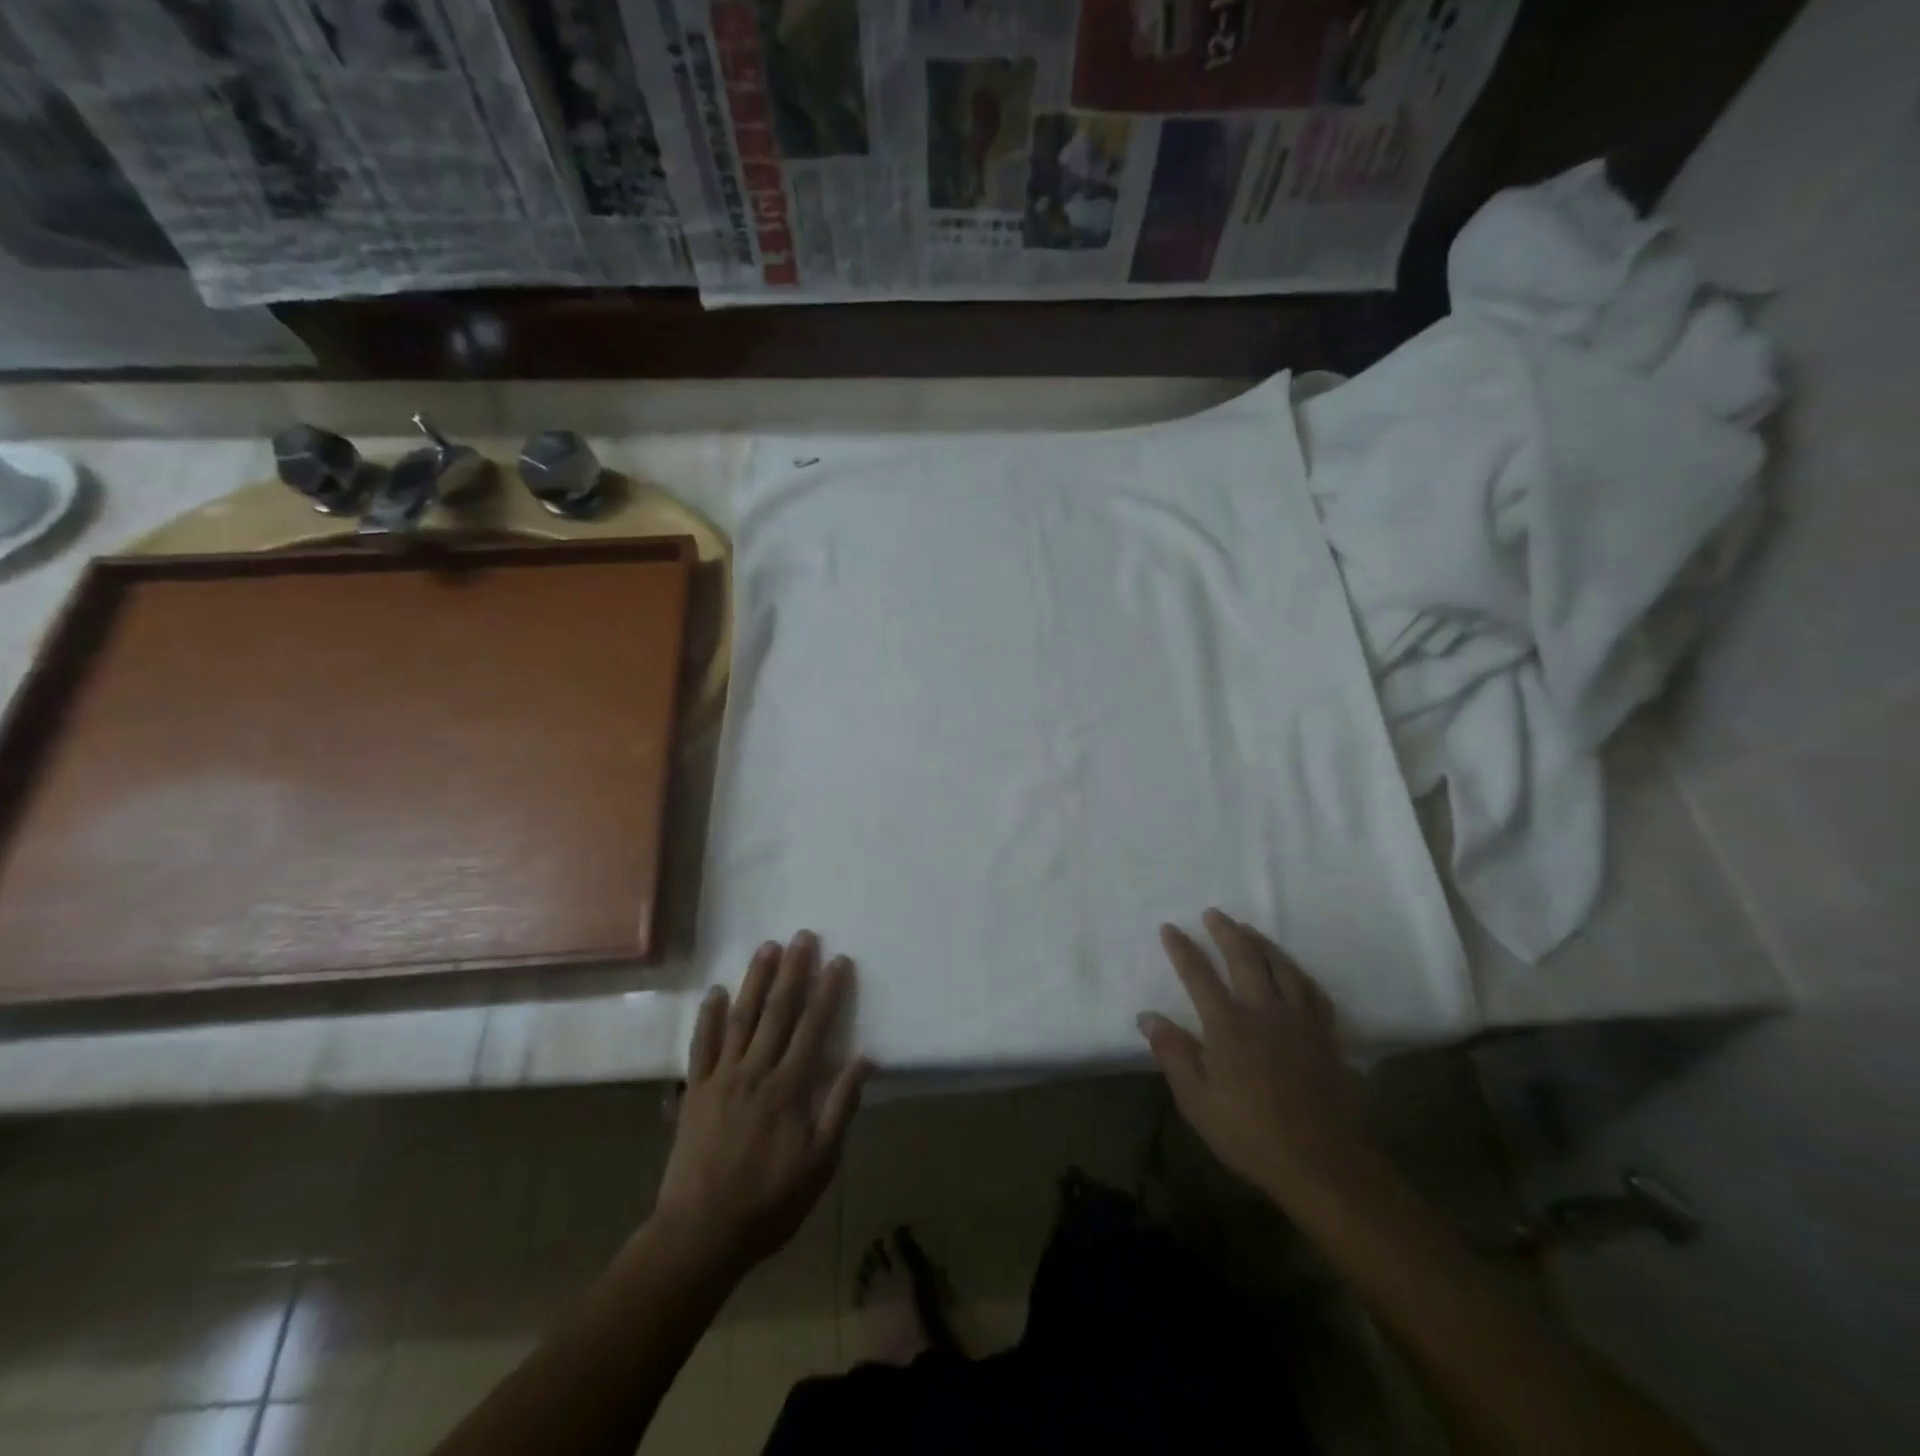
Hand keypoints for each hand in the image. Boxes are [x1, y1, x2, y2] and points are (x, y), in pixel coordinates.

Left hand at [651, 932, 872, 1274]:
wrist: (700, 1235)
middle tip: (803, 936)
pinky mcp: (695, 1091)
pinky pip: (701, 1046)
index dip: (828, 991)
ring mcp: (721, 1078)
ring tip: (768, 948)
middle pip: (778, 1012)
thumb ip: (840, 1108)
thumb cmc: (769, 1202)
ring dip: (755, 980)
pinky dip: (708, 1016)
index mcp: (790, 1088)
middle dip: (793, 971)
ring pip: (741, 1018)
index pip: (814, 1027)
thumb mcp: (820, 1164)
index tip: (839, 960)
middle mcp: (756, 1071)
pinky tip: (715, 991)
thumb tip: (864, 1059)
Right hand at [1138, 909, 1365, 1206]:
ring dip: (1261, 942)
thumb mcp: (1198, 1102)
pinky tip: (1291, 969)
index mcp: (1227, 1025)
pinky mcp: (1325, 1034)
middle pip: (1243, 957)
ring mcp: (1299, 1020)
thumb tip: (1148, 1016)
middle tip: (1213, 913)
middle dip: (1225, 931)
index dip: (1182, 949)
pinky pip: (1311, 989)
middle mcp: (1263, 1010)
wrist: (1323, 1163)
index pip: (1198, 974)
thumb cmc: (1251, 1134)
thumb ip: (1173, 1054)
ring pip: (1280, 966)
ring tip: (1247, 928)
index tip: (1170, 928)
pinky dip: (1296, 971)